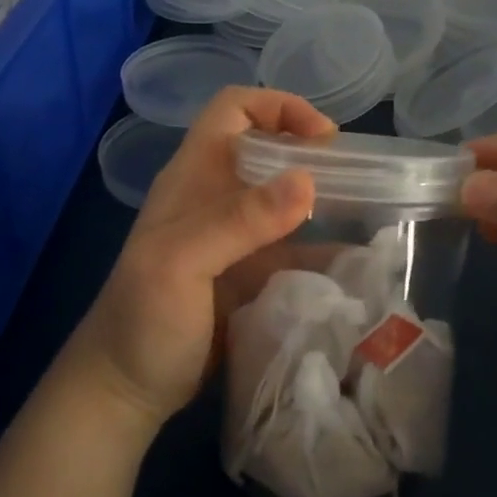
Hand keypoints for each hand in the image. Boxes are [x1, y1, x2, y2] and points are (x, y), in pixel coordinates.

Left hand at [68, 87, 334, 427]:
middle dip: (311, 155)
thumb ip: (239, 220)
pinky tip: (356, 263)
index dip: (279, 107)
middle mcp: (217, 196)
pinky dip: (324, 250)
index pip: (234, 110)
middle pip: (269, 151)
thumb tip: (308, 180)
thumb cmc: (143, 320)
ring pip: (287, 200)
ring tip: (369, 214)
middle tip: (357, 179)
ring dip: (325, 201)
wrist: (127, 389)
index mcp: (194, 176)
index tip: (324, 137)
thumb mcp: (182, 264)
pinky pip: (296, 249)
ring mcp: (236, 237)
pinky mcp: (252, 274)